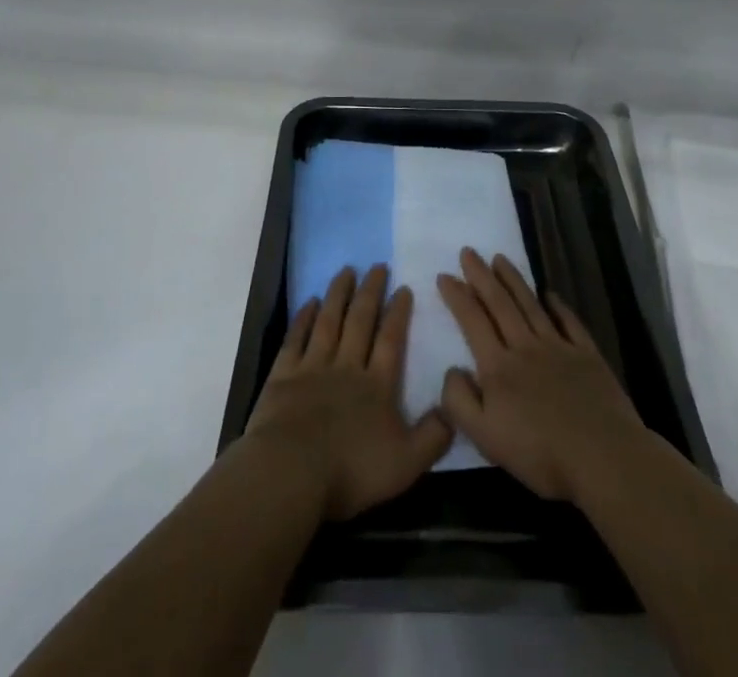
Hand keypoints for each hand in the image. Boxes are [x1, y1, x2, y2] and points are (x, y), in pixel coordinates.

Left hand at [242, 264, 452, 519]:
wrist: (292, 472)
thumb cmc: (351, 470)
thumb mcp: (406, 463)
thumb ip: (433, 436)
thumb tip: (454, 408)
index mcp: (377, 386)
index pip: (391, 339)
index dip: (397, 312)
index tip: (402, 286)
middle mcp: (347, 367)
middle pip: (360, 321)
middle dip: (370, 292)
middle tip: (377, 265)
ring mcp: (312, 368)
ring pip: (328, 322)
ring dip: (338, 294)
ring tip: (346, 271)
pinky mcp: (283, 376)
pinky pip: (296, 339)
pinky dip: (303, 318)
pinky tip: (310, 302)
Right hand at [436, 248, 649, 502]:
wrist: (603, 456)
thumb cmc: (540, 453)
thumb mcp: (485, 437)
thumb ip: (460, 402)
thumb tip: (451, 369)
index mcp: (498, 367)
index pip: (473, 321)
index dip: (457, 296)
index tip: (444, 275)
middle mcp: (525, 347)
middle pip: (500, 304)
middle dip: (481, 276)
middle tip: (468, 252)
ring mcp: (559, 347)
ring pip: (530, 305)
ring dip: (513, 280)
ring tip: (500, 259)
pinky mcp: (587, 355)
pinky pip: (569, 322)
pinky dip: (558, 305)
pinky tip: (549, 294)